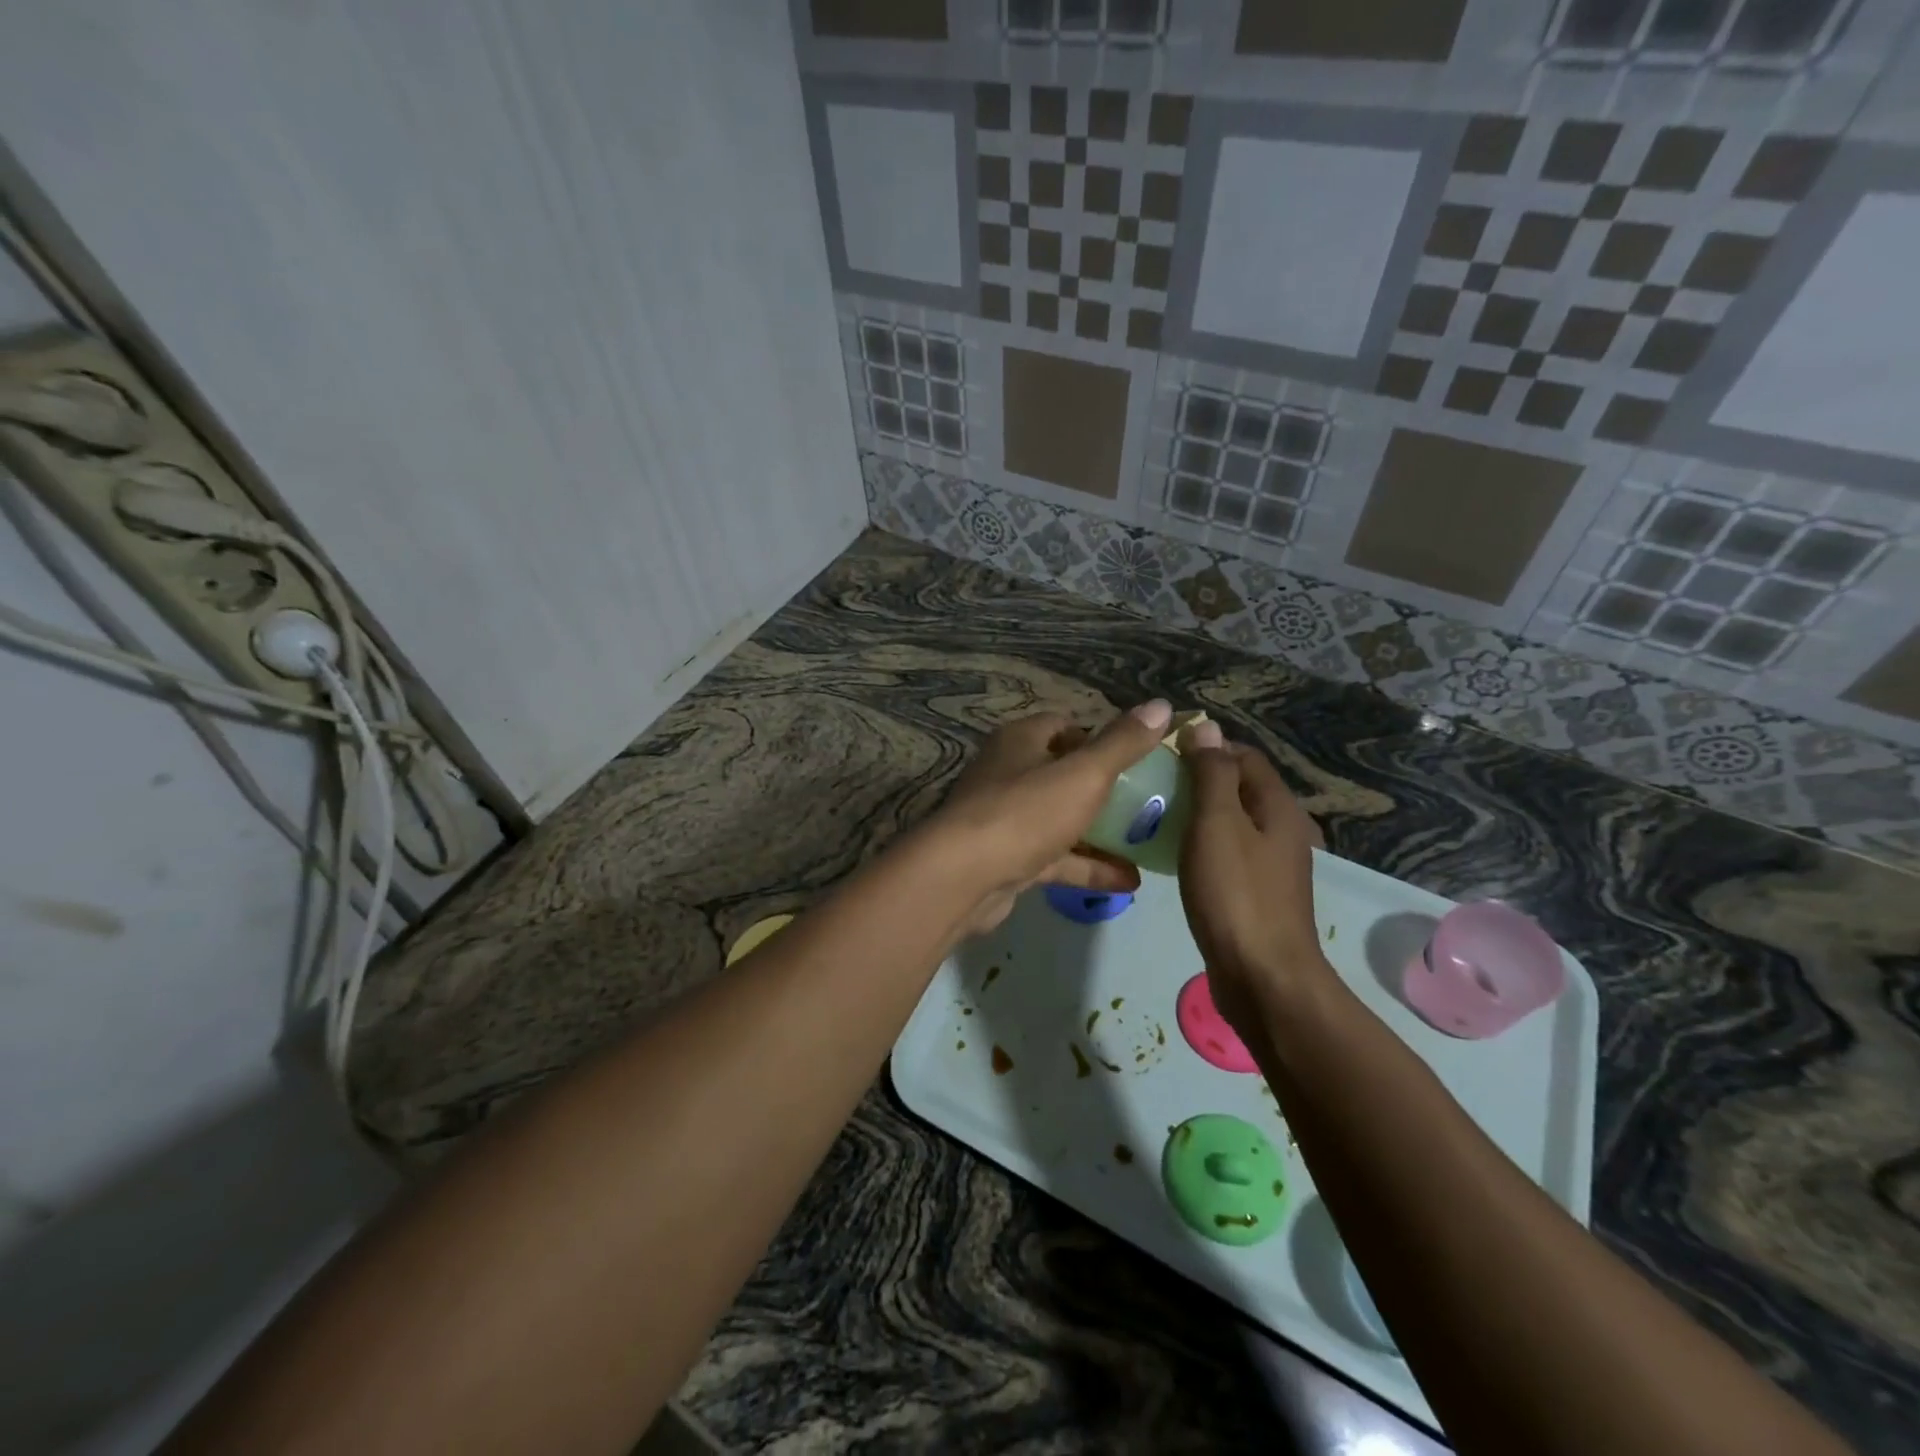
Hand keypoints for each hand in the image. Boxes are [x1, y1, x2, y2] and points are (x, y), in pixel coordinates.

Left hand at [933, 701, 1171, 936]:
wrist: (963, 878)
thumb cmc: (1025, 812)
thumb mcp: (1083, 773)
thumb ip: (1123, 743)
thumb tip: (1162, 705)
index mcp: (1020, 742)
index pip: (1062, 726)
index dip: (1098, 738)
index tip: (1135, 757)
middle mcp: (1008, 774)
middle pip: (1062, 773)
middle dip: (1103, 787)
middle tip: (1148, 801)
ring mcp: (1006, 819)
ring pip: (1060, 819)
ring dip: (1100, 832)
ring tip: (1147, 841)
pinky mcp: (1007, 860)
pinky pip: (1056, 858)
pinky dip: (1088, 866)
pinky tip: (1129, 881)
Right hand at [1176, 722, 1331, 1034]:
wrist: (1263, 979)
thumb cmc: (1236, 894)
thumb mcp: (1217, 824)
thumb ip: (1211, 773)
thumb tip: (1206, 726)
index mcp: (1277, 807)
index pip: (1242, 756)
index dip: (1205, 747)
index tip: (1162, 755)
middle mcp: (1281, 830)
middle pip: (1238, 788)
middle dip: (1197, 781)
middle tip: (1151, 786)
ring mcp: (1271, 866)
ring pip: (1231, 823)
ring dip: (1197, 815)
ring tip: (1154, 818)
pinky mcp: (1256, 895)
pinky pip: (1227, 854)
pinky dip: (1201, 846)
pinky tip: (1174, 858)